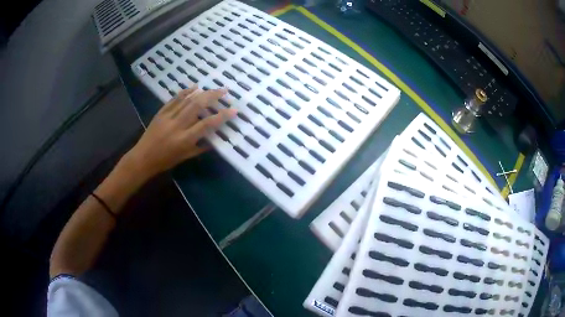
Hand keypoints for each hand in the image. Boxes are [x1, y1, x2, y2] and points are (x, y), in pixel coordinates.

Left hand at [123, 86, 235, 179]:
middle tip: (224, 91)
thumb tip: (214, 139)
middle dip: (212, 96)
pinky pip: (174, 99)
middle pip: (197, 106)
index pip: (206, 124)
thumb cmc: (165, 161)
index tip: (234, 110)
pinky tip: (194, 87)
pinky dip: (185, 92)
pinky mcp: (161, 112)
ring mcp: (168, 117)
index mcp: (185, 139)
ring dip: (202, 92)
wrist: (143, 158)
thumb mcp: (185, 157)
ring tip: (213, 88)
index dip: (221, 116)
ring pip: (187, 100)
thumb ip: (200, 148)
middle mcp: (177, 125)